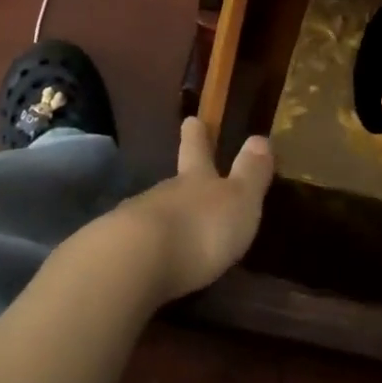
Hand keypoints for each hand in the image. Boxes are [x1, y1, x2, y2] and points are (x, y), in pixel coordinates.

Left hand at [115, 117, 273, 301]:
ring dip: (167, 219)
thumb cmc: (199, 227)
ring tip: (179, 234)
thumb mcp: (239, 200)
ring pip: (155, 212)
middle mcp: (165, 193)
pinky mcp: (120, 252)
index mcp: (196, 179)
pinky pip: (140, 245)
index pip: (197, 149)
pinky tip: (155, 262)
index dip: (197, 135)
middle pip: (174, 181)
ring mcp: (138, 221)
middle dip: (182, 181)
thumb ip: (251, 172)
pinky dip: (150, 249)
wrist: (136, 261)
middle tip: (185, 176)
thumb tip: (260, 138)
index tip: (191, 120)